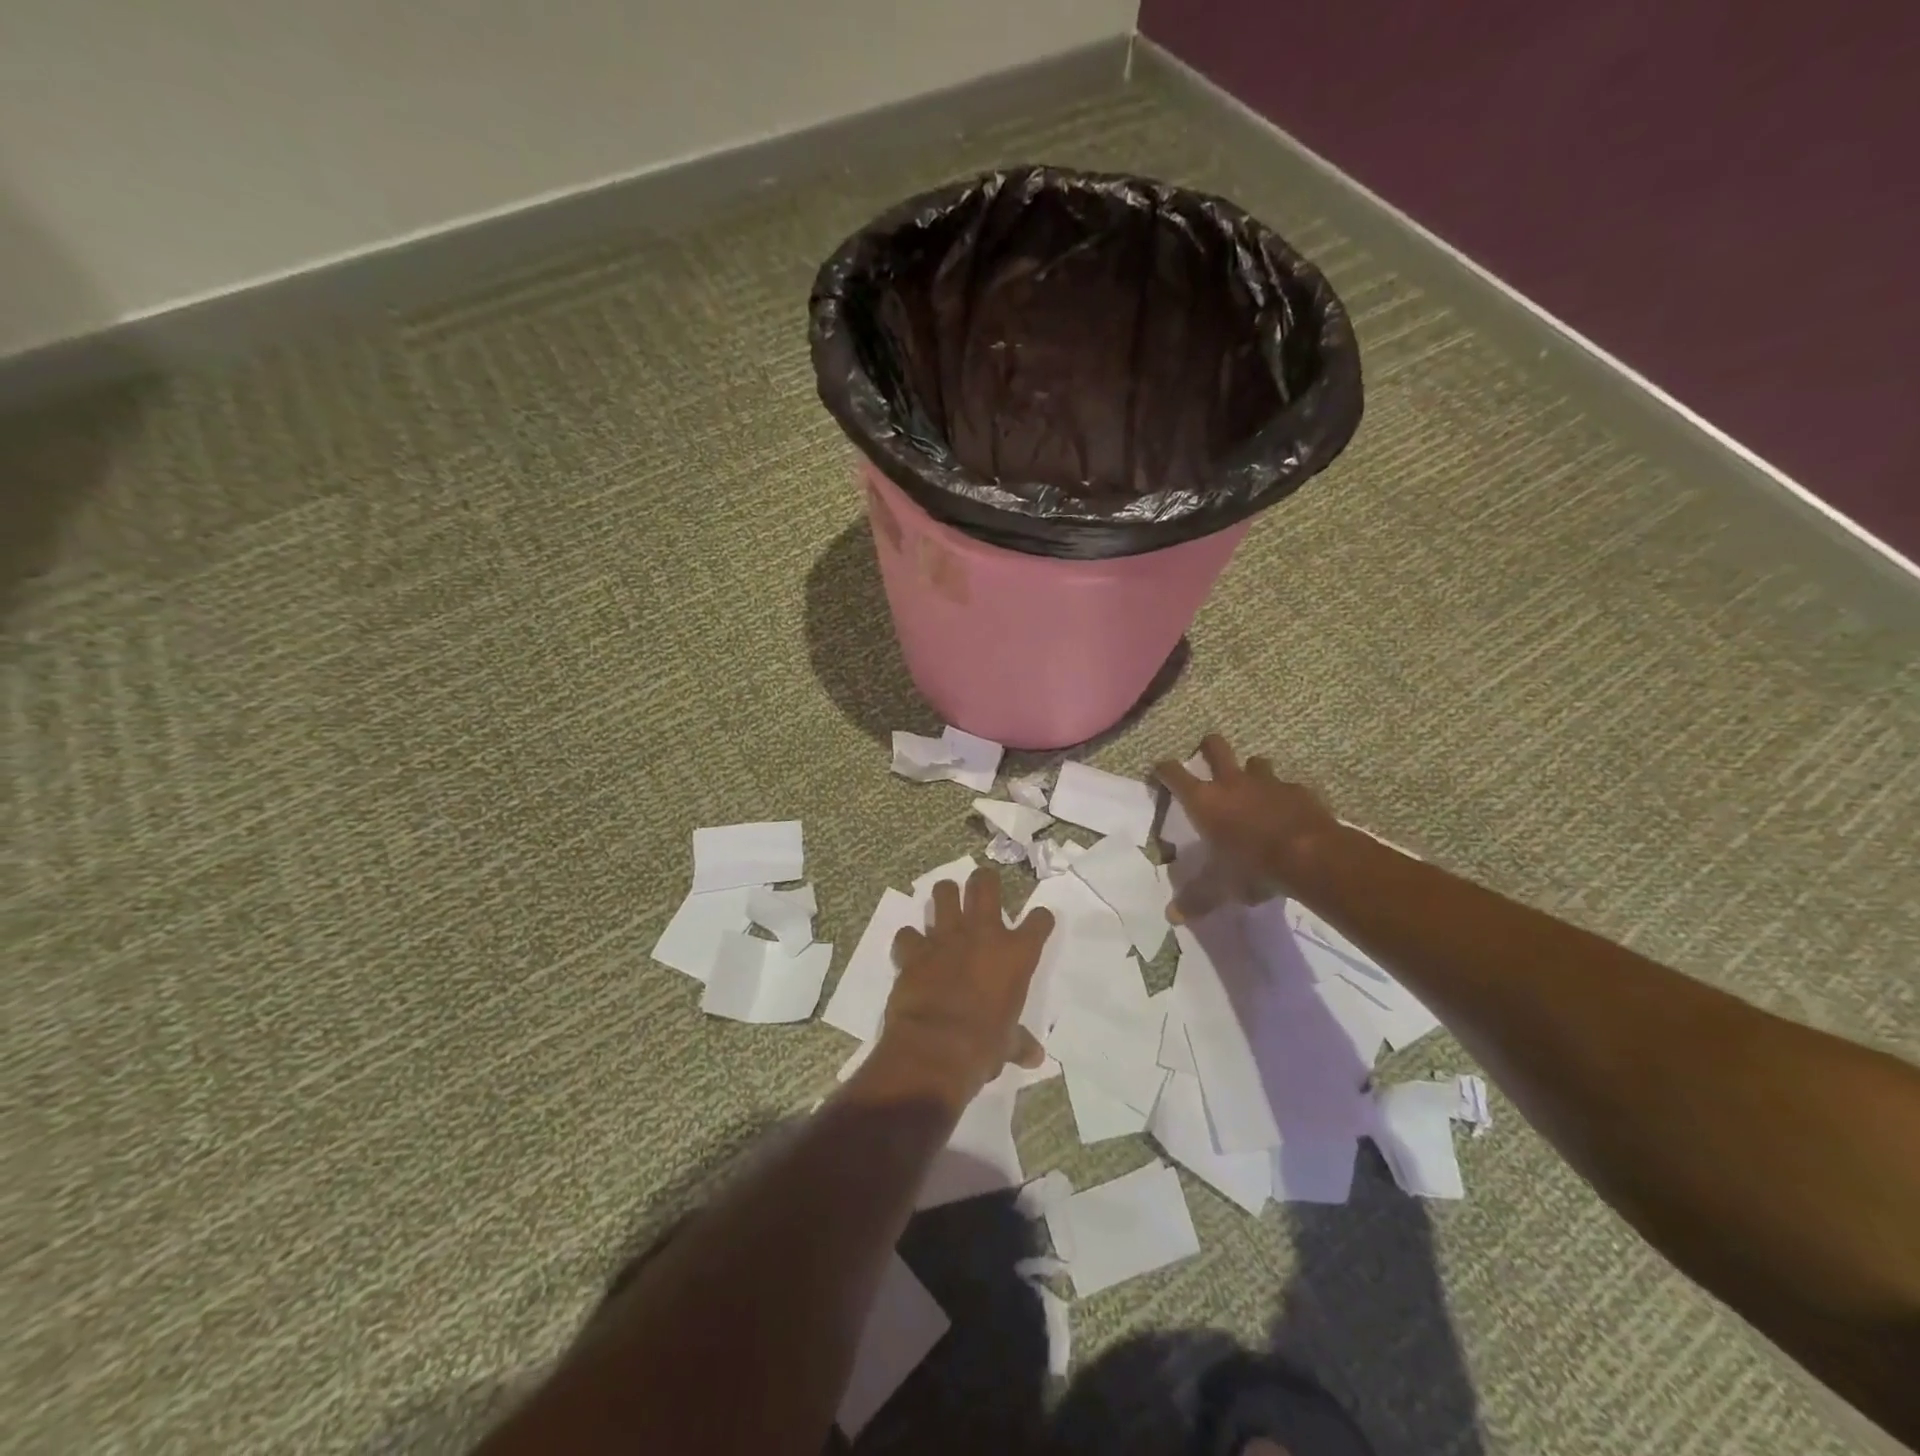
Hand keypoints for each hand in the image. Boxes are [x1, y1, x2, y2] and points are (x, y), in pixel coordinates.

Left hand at [873, 868, 1054, 1107]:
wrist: (936, 1048)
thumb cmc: (983, 1047)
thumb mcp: (1007, 1045)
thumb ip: (1019, 1042)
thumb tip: (1034, 1057)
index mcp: (1016, 955)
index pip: (1039, 921)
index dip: (1040, 919)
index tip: (1038, 922)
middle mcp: (982, 934)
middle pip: (985, 885)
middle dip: (984, 880)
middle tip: (983, 885)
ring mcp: (945, 937)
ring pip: (944, 893)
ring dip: (945, 896)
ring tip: (946, 904)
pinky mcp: (913, 950)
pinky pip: (908, 933)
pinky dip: (909, 940)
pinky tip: (911, 949)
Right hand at [1156, 734, 1341, 920]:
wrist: (1311, 857)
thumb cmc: (1253, 867)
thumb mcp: (1219, 887)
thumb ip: (1196, 898)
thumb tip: (1172, 916)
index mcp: (1204, 801)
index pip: (1173, 773)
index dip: (1163, 769)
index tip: (1159, 770)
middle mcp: (1232, 783)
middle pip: (1215, 746)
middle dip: (1208, 747)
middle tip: (1206, 757)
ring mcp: (1268, 783)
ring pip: (1255, 762)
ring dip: (1251, 772)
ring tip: (1253, 789)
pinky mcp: (1299, 791)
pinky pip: (1287, 786)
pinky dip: (1284, 796)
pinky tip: (1288, 813)